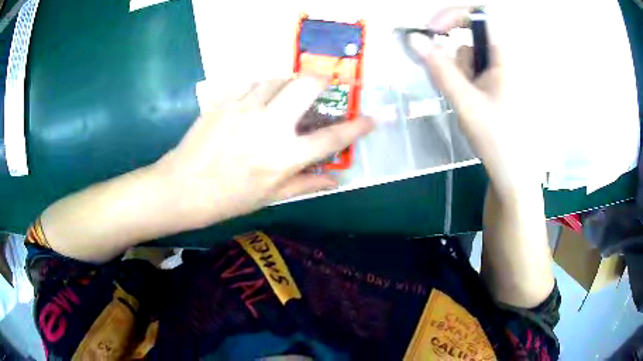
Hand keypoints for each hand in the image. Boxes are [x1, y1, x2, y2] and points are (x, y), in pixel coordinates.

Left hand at [155, 78, 373, 229]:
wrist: (182, 187)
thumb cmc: (228, 199)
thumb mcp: (270, 196)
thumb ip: (306, 184)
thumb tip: (337, 181)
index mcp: (285, 155)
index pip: (332, 137)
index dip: (357, 127)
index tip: (370, 119)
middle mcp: (270, 124)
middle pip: (306, 85)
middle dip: (320, 82)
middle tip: (320, 90)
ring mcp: (245, 108)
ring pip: (277, 78)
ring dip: (287, 86)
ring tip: (282, 98)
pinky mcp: (224, 100)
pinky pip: (251, 82)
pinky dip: (260, 87)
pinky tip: (256, 100)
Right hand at [411, 7, 542, 195]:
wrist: (515, 176)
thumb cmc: (498, 141)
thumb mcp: (466, 103)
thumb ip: (439, 69)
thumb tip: (413, 39)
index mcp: (507, 57)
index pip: (480, 14)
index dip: (452, 15)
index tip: (431, 32)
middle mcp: (508, 59)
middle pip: (472, 35)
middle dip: (455, 54)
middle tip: (453, 82)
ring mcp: (506, 73)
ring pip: (472, 54)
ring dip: (460, 71)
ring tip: (465, 102)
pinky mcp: (501, 85)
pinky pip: (476, 69)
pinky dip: (466, 80)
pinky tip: (470, 103)